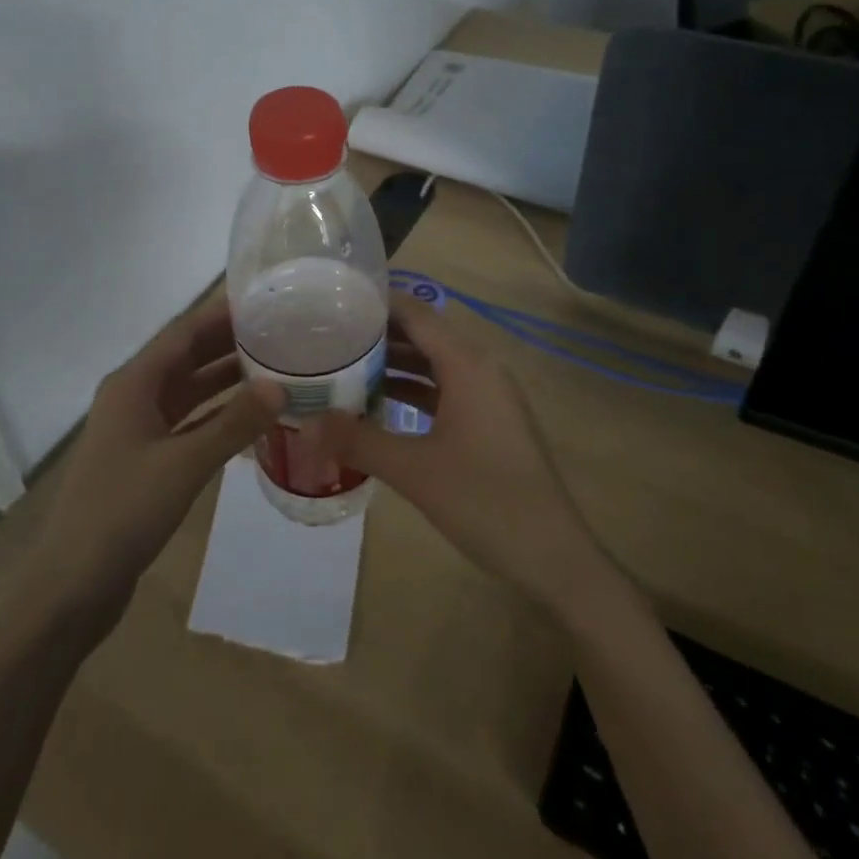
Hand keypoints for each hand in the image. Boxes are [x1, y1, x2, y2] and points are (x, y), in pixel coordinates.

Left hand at [21, 300, 283, 643]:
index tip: (262, 302)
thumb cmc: (123, 512)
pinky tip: (250, 417)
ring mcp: (138, 430)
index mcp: (133, 384)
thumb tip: (280, 387)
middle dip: (228, 343)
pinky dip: (217, 416)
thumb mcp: (184, 464)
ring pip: (189, 391)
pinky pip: (188, 423)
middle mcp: (133, 397)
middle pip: (186, 358)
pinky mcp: (145, 460)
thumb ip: (233, 424)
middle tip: (279, 332)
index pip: (182, 333)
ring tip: (274, 367)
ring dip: (225, 380)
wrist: (72, 584)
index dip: (220, 314)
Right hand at [313, 292, 610, 614]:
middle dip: (378, 335)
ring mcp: (488, 395)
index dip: (376, 304)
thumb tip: (306, 423)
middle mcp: (481, 368)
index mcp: (467, 364)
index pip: (416, 314)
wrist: (553, 556)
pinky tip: (377, 404)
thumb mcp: (414, 470)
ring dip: (394, 365)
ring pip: (434, 365)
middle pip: (424, 336)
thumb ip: (358, 441)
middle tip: (327, 336)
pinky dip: (413, 391)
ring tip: (342, 366)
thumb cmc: (485, 501)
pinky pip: (445, 390)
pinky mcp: (490, 421)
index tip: (332, 302)